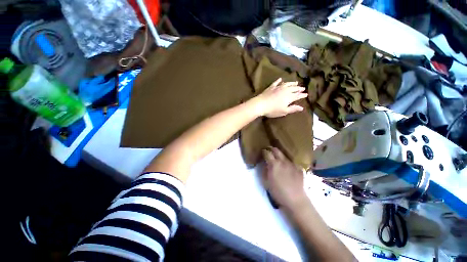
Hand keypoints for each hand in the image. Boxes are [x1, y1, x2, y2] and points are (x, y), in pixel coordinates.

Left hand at [253, 78, 307, 117]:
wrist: (261, 104)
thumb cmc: (273, 110)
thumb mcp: (284, 111)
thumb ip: (293, 109)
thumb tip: (302, 108)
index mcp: (289, 97)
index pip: (298, 95)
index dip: (302, 95)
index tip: (306, 94)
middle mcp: (285, 90)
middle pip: (294, 88)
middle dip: (299, 88)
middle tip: (303, 88)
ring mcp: (278, 87)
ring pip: (287, 84)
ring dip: (292, 83)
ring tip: (296, 82)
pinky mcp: (271, 87)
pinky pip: (276, 82)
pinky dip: (279, 80)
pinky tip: (281, 79)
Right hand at [262, 147, 306, 208]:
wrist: (295, 200)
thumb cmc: (278, 192)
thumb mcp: (266, 182)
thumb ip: (264, 171)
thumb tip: (264, 164)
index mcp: (274, 164)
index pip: (267, 153)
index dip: (264, 151)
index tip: (262, 152)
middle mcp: (283, 161)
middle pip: (276, 150)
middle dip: (271, 149)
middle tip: (269, 152)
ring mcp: (292, 164)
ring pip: (284, 155)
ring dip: (279, 156)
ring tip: (278, 160)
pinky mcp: (298, 168)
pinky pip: (291, 162)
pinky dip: (287, 163)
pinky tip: (287, 168)